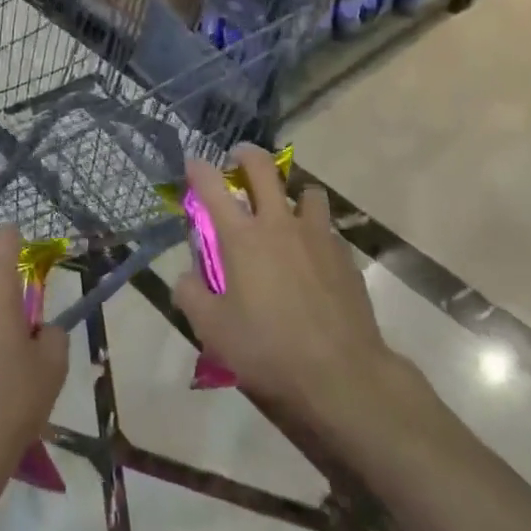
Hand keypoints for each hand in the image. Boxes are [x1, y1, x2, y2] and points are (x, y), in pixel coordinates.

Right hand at [174, 145, 425, 442]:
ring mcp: (317, 236)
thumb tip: (185, 278)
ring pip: (308, 191)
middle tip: (239, 159)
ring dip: (293, 193)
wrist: (342, 374)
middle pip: (263, 169)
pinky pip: (327, 229)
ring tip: (287, 211)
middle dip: (247, 155)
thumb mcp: (213, 331)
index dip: (198, 169)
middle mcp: (278, 224)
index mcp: (242, 237)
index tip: (192, 162)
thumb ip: (191, 297)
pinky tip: (313, 256)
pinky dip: (316, 231)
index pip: (212, 187)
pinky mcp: (345, 257)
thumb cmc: (269, 349)